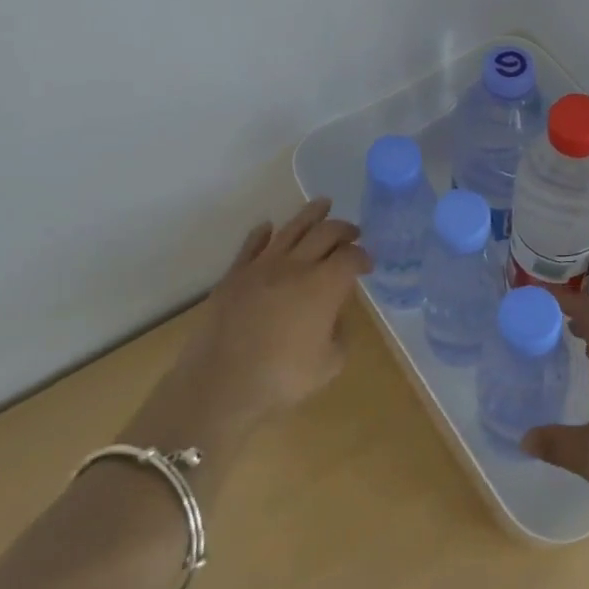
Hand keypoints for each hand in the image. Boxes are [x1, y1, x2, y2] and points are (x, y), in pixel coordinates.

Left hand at [130, 200, 369, 449]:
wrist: (221, 384)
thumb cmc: (281, 378)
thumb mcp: (329, 365)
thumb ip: (339, 334)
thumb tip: (333, 317)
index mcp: (324, 285)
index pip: (351, 257)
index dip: (364, 257)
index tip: (367, 264)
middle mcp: (296, 265)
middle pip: (326, 232)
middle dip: (344, 229)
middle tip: (353, 232)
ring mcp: (262, 265)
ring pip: (291, 228)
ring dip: (311, 214)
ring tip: (323, 204)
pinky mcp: (235, 274)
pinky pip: (252, 244)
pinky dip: (264, 232)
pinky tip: (269, 228)